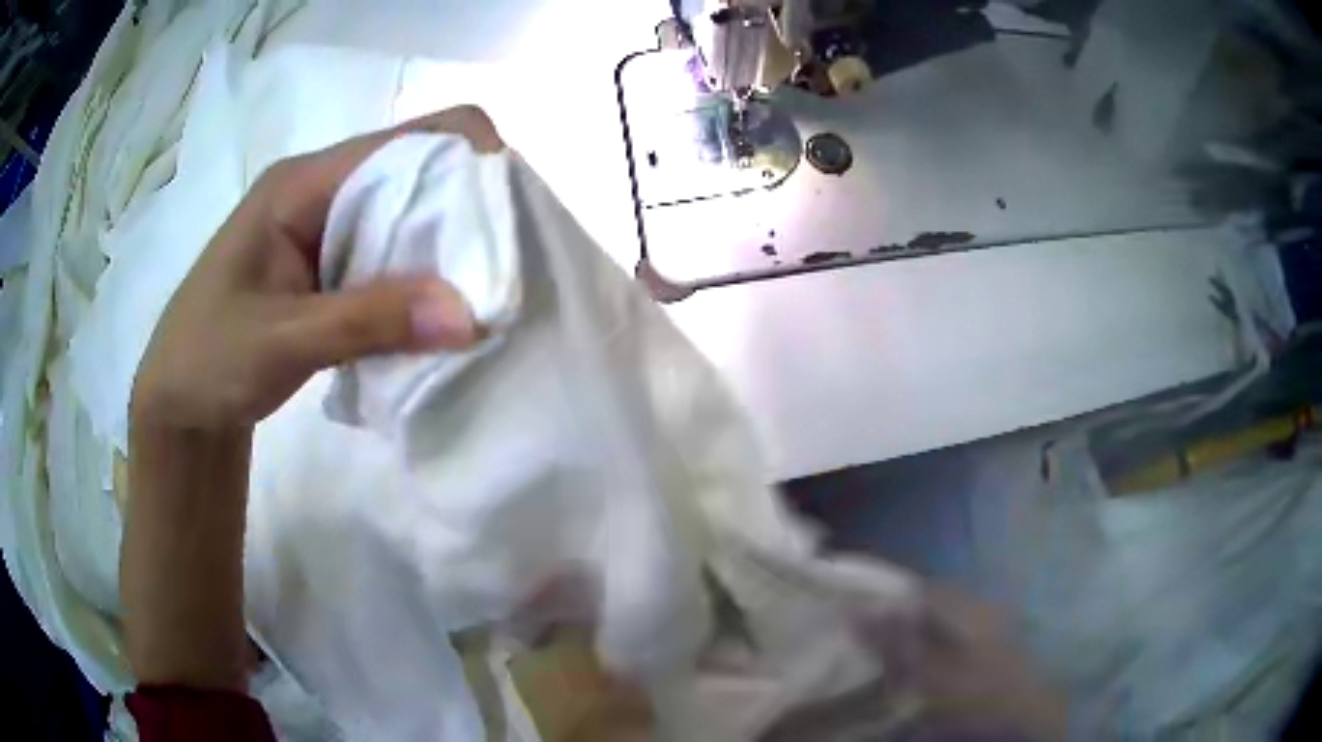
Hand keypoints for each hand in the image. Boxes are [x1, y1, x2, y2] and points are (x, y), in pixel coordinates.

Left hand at [122, 106, 502, 691]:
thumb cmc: (208, 359)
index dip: (470, 160)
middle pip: (418, 171)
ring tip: (478, 297)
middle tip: (502, 270)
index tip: (507, 221)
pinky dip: (422, 280)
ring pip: (408, 216)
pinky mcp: (330, 266)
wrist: (177, 403)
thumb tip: (470, 314)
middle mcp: (322, 189)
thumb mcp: (280, 341)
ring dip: (446, 250)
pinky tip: (435, 316)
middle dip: (466, 211)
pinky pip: (392, 256)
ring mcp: (326, 227)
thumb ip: (367, 322)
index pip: (410, 139)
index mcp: (304, 182)